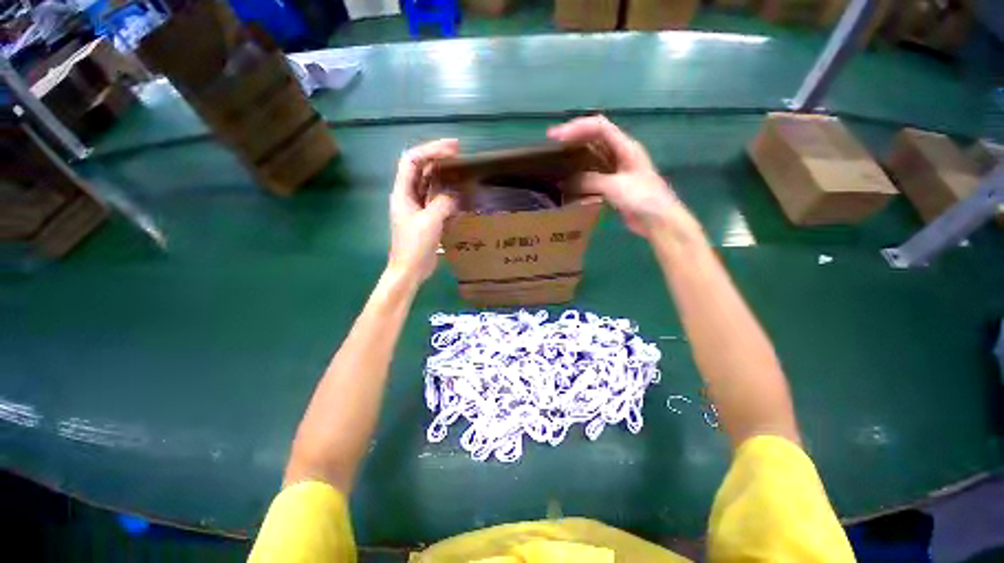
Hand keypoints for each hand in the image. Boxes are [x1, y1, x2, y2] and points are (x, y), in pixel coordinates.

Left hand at [387, 139, 459, 280]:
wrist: (410, 269)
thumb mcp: (429, 222)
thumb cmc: (414, 246)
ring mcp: (417, 207)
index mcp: (402, 192)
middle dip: (437, 157)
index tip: (452, 148)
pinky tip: (458, 192)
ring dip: (442, 174)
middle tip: (459, 153)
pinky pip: (435, 199)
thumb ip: (442, 203)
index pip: (412, 160)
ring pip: (428, 183)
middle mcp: (408, 196)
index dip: (430, 149)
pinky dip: (446, 192)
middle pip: (420, 168)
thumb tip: (453, 196)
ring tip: (460, 169)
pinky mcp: (426, 218)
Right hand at [548, 115, 695, 239]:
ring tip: (558, 162)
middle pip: (594, 137)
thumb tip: (566, 182)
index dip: (576, 127)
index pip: (598, 127)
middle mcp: (620, 154)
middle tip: (552, 146)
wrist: (658, 220)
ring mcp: (617, 170)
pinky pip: (593, 174)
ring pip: (593, 156)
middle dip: (573, 138)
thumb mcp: (615, 186)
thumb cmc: (643, 198)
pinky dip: (581, 175)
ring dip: (576, 156)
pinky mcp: (613, 185)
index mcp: (625, 147)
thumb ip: (590, 180)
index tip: (556, 137)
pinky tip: (570, 182)